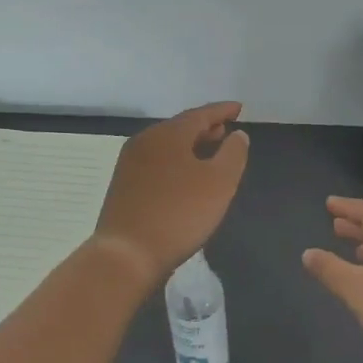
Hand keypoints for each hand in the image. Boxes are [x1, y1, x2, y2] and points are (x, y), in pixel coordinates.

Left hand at [92, 102, 249, 288]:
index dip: (222, 110)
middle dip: (204, 127)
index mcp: (168, 134)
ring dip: (189, 144)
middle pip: (180, 127)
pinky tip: (184, 175)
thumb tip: (238, 134)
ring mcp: (130, 163)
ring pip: (166, 144)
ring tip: (208, 150)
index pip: (200, 114)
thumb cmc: (179, 214)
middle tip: (225, 129)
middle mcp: (145, 141)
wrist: (127, 254)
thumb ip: (233, 154)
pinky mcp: (123, 185)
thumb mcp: (219, 183)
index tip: (239, 108)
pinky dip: (175, 160)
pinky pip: (156, 161)